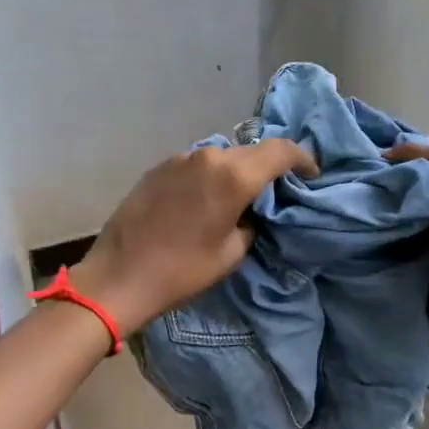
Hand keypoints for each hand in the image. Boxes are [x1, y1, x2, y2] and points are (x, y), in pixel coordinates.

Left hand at [74, 140, 318, 335]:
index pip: (280, 151)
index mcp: (232, 176)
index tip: (311, 174)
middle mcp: (208, 157)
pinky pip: (197, 165)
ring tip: (238, 198)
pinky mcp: (159, 167)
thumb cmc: (181, 271)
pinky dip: (210, 176)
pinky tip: (205, 201)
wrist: (118, 276)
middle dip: (269, 166)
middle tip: (277, 190)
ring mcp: (180, 158)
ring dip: (236, 171)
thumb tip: (250, 211)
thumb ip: (251, 223)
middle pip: (251, 151)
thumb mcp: (231, 254)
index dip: (302, 159)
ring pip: (222, 156)